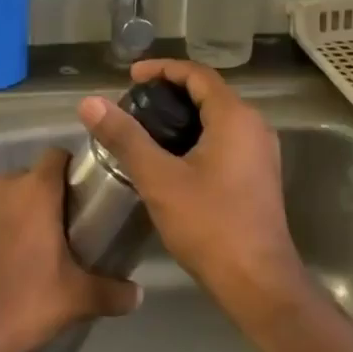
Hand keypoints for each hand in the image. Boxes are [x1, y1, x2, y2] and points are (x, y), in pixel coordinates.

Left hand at [0, 148, 140, 351]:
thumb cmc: (25, 304)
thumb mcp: (78, 299)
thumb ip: (114, 292)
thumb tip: (139, 295)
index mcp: (35, 192)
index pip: (56, 155)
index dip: (69, 169)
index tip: (78, 194)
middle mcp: (0, 188)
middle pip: (26, 178)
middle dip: (39, 196)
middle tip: (54, 229)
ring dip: (7, 211)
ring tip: (17, 244)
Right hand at [77, 60, 306, 309]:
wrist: (257, 282)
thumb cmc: (209, 224)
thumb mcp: (159, 178)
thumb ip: (125, 137)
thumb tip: (90, 102)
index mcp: (235, 118)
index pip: (197, 74)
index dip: (163, 69)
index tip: (131, 78)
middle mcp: (255, 127)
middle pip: (209, 94)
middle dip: (170, 93)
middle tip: (134, 104)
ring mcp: (261, 153)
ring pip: (218, 119)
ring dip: (184, 116)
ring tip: (146, 129)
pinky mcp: (259, 176)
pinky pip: (226, 140)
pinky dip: (197, 137)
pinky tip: (172, 159)